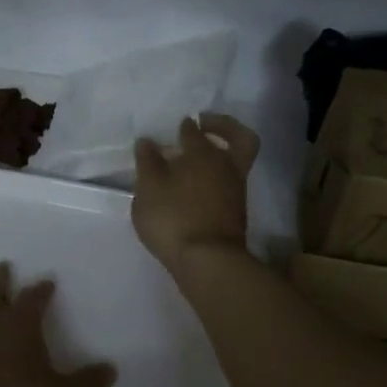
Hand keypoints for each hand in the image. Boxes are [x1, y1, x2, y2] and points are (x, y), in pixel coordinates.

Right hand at [131, 113, 260, 274]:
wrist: (208, 261)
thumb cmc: (174, 217)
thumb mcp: (148, 188)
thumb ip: (147, 162)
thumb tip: (148, 141)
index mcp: (203, 153)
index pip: (194, 131)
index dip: (185, 127)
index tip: (174, 128)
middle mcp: (225, 166)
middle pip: (238, 138)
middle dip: (223, 127)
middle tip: (204, 124)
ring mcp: (235, 190)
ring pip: (234, 162)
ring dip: (218, 154)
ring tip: (191, 161)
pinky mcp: (236, 212)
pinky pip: (229, 183)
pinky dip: (216, 177)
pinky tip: (195, 186)